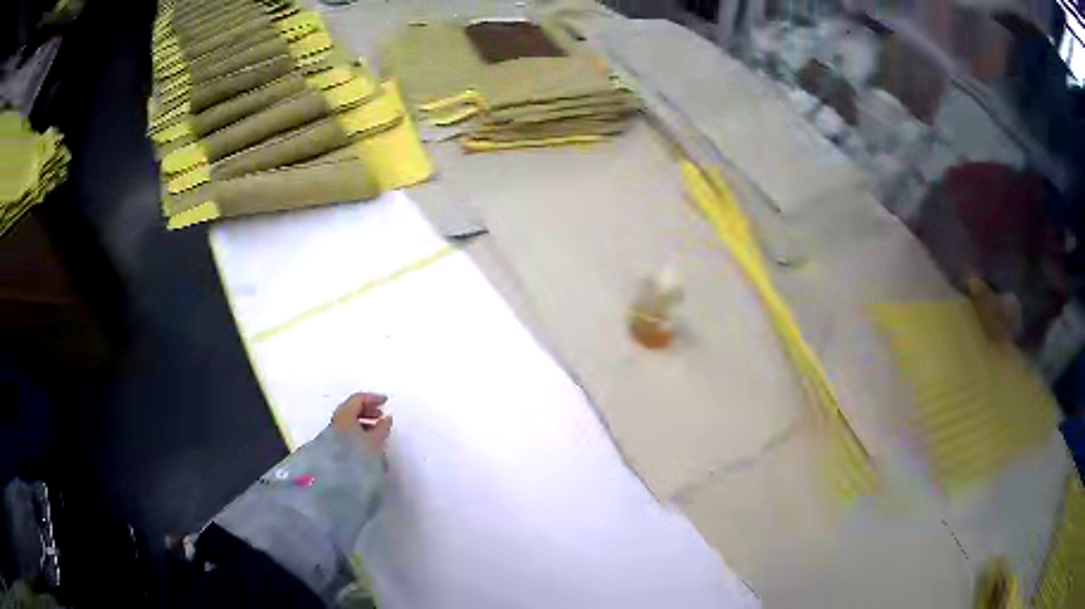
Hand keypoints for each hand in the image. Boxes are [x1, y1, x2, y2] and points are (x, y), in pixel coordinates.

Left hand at [331, 392, 392, 455]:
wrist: (338, 481)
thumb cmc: (358, 456)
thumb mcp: (375, 441)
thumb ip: (382, 428)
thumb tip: (386, 418)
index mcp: (344, 416)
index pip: (357, 399)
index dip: (372, 398)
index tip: (386, 402)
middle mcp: (335, 422)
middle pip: (351, 410)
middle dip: (367, 411)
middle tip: (381, 416)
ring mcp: (332, 435)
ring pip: (348, 424)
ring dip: (363, 425)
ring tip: (377, 434)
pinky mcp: (332, 448)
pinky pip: (346, 435)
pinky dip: (357, 435)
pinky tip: (367, 446)